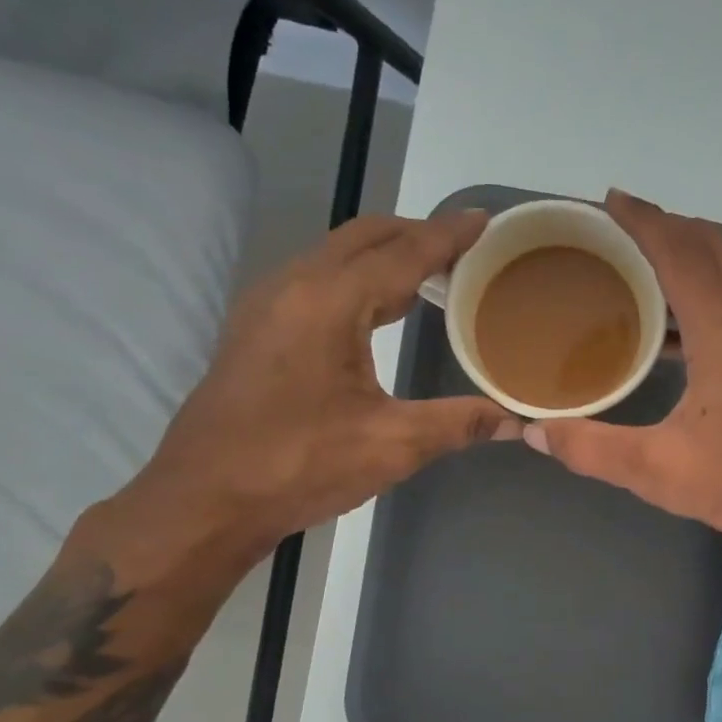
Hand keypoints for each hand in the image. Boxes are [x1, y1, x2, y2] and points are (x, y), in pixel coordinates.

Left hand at [101, 213, 519, 589]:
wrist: (206, 500)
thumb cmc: (299, 466)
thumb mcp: (391, 446)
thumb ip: (458, 423)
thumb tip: (515, 421)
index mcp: (330, 302)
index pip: (403, 253)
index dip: (449, 236)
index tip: (485, 221)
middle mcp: (293, 285)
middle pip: (364, 237)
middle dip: (415, 234)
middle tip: (463, 249)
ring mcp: (266, 305)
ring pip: (334, 256)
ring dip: (382, 256)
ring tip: (429, 275)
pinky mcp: (255, 330)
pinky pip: (314, 281)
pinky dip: (354, 279)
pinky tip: (375, 312)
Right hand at [524, 191, 721, 559]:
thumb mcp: (659, 470)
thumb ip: (592, 449)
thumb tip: (536, 434)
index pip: (678, 249)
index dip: (641, 219)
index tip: (608, 200)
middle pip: (709, 243)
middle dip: (664, 227)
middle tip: (618, 233)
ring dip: (689, 256)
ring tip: (641, 270)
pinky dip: (709, 288)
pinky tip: (679, 326)